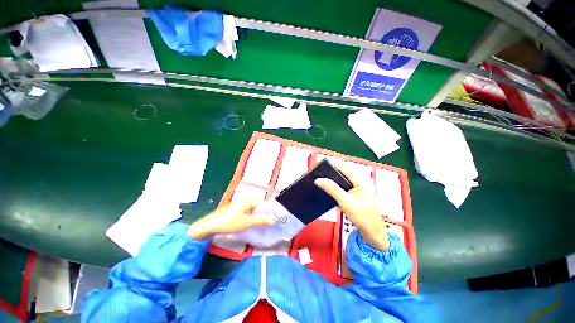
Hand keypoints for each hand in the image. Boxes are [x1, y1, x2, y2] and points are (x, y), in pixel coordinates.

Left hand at [187, 198, 275, 239]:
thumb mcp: (246, 222)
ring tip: (266, 223)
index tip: (278, 216)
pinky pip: (250, 212)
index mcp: (249, 200)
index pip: (264, 203)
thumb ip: (261, 221)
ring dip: (260, 215)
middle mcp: (246, 200)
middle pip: (260, 206)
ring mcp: (241, 205)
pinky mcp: (238, 210)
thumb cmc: (229, 222)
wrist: (210, 226)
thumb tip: (275, 220)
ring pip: (255, 209)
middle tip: (273, 221)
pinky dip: (254, 216)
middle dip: (266, 213)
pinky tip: (255, 223)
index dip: (271, 209)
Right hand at [315, 165, 388, 249]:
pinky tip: (328, 185)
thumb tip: (318, 180)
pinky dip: (335, 183)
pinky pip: (344, 183)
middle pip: (343, 171)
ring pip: (342, 177)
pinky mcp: (356, 190)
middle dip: (330, 171)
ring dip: (332, 177)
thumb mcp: (345, 202)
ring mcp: (359, 185)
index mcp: (362, 180)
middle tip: (317, 172)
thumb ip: (332, 189)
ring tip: (320, 177)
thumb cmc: (362, 216)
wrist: (372, 231)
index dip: (331, 164)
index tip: (318, 164)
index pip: (344, 167)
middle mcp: (361, 179)